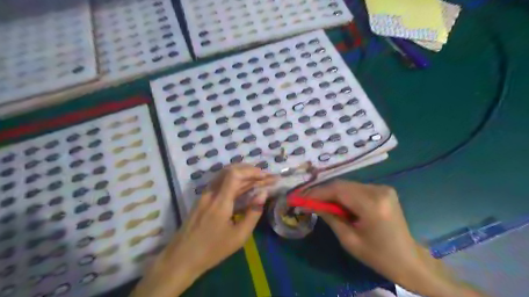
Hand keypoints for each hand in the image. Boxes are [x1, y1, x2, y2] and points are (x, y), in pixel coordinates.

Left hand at [131, 165, 277, 296]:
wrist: (182, 258)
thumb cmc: (212, 250)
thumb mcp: (238, 236)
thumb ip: (253, 213)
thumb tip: (263, 194)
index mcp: (220, 201)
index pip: (234, 174)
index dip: (251, 171)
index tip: (265, 176)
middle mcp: (211, 193)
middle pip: (230, 170)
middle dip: (250, 170)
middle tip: (265, 176)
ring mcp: (205, 194)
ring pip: (224, 175)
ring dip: (242, 174)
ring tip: (258, 178)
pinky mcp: (202, 198)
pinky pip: (220, 182)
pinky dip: (234, 180)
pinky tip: (243, 186)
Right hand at [311, 181, 486, 296]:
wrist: (409, 260)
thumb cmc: (379, 256)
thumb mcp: (349, 240)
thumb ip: (330, 217)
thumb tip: (312, 204)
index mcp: (372, 205)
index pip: (338, 190)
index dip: (317, 192)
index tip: (301, 197)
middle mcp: (378, 190)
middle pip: (342, 184)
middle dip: (322, 191)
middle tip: (306, 199)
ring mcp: (382, 188)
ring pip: (348, 185)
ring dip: (332, 193)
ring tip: (318, 202)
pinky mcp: (383, 190)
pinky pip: (356, 188)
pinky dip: (343, 194)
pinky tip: (335, 203)